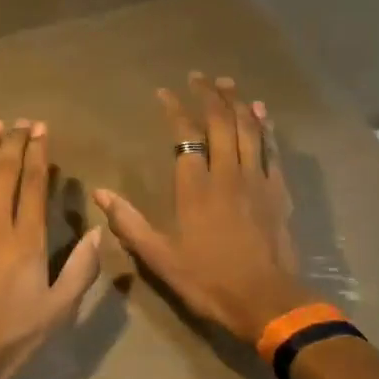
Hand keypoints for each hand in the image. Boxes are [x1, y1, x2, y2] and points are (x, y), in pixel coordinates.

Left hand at [0, 118, 102, 378]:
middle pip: (3, 173)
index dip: (38, 154)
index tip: (41, 131)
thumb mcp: (59, 310)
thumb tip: (99, 232)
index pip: (33, 185)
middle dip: (13, 143)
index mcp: (26, 241)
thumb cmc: (12, 337)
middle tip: (19, 122)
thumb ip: (81, 269)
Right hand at [93, 74, 308, 342]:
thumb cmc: (208, 280)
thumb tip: (100, 193)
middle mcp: (227, 174)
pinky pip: (271, 150)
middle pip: (220, 123)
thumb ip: (129, 223)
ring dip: (237, 103)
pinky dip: (265, 127)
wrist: (266, 301)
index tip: (164, 92)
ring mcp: (257, 180)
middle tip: (199, 77)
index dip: (175, 109)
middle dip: (209, 95)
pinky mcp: (279, 192)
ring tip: (227, 83)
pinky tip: (261, 113)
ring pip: (248, 130)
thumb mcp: (160, 258)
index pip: (185, 136)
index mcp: (195, 188)